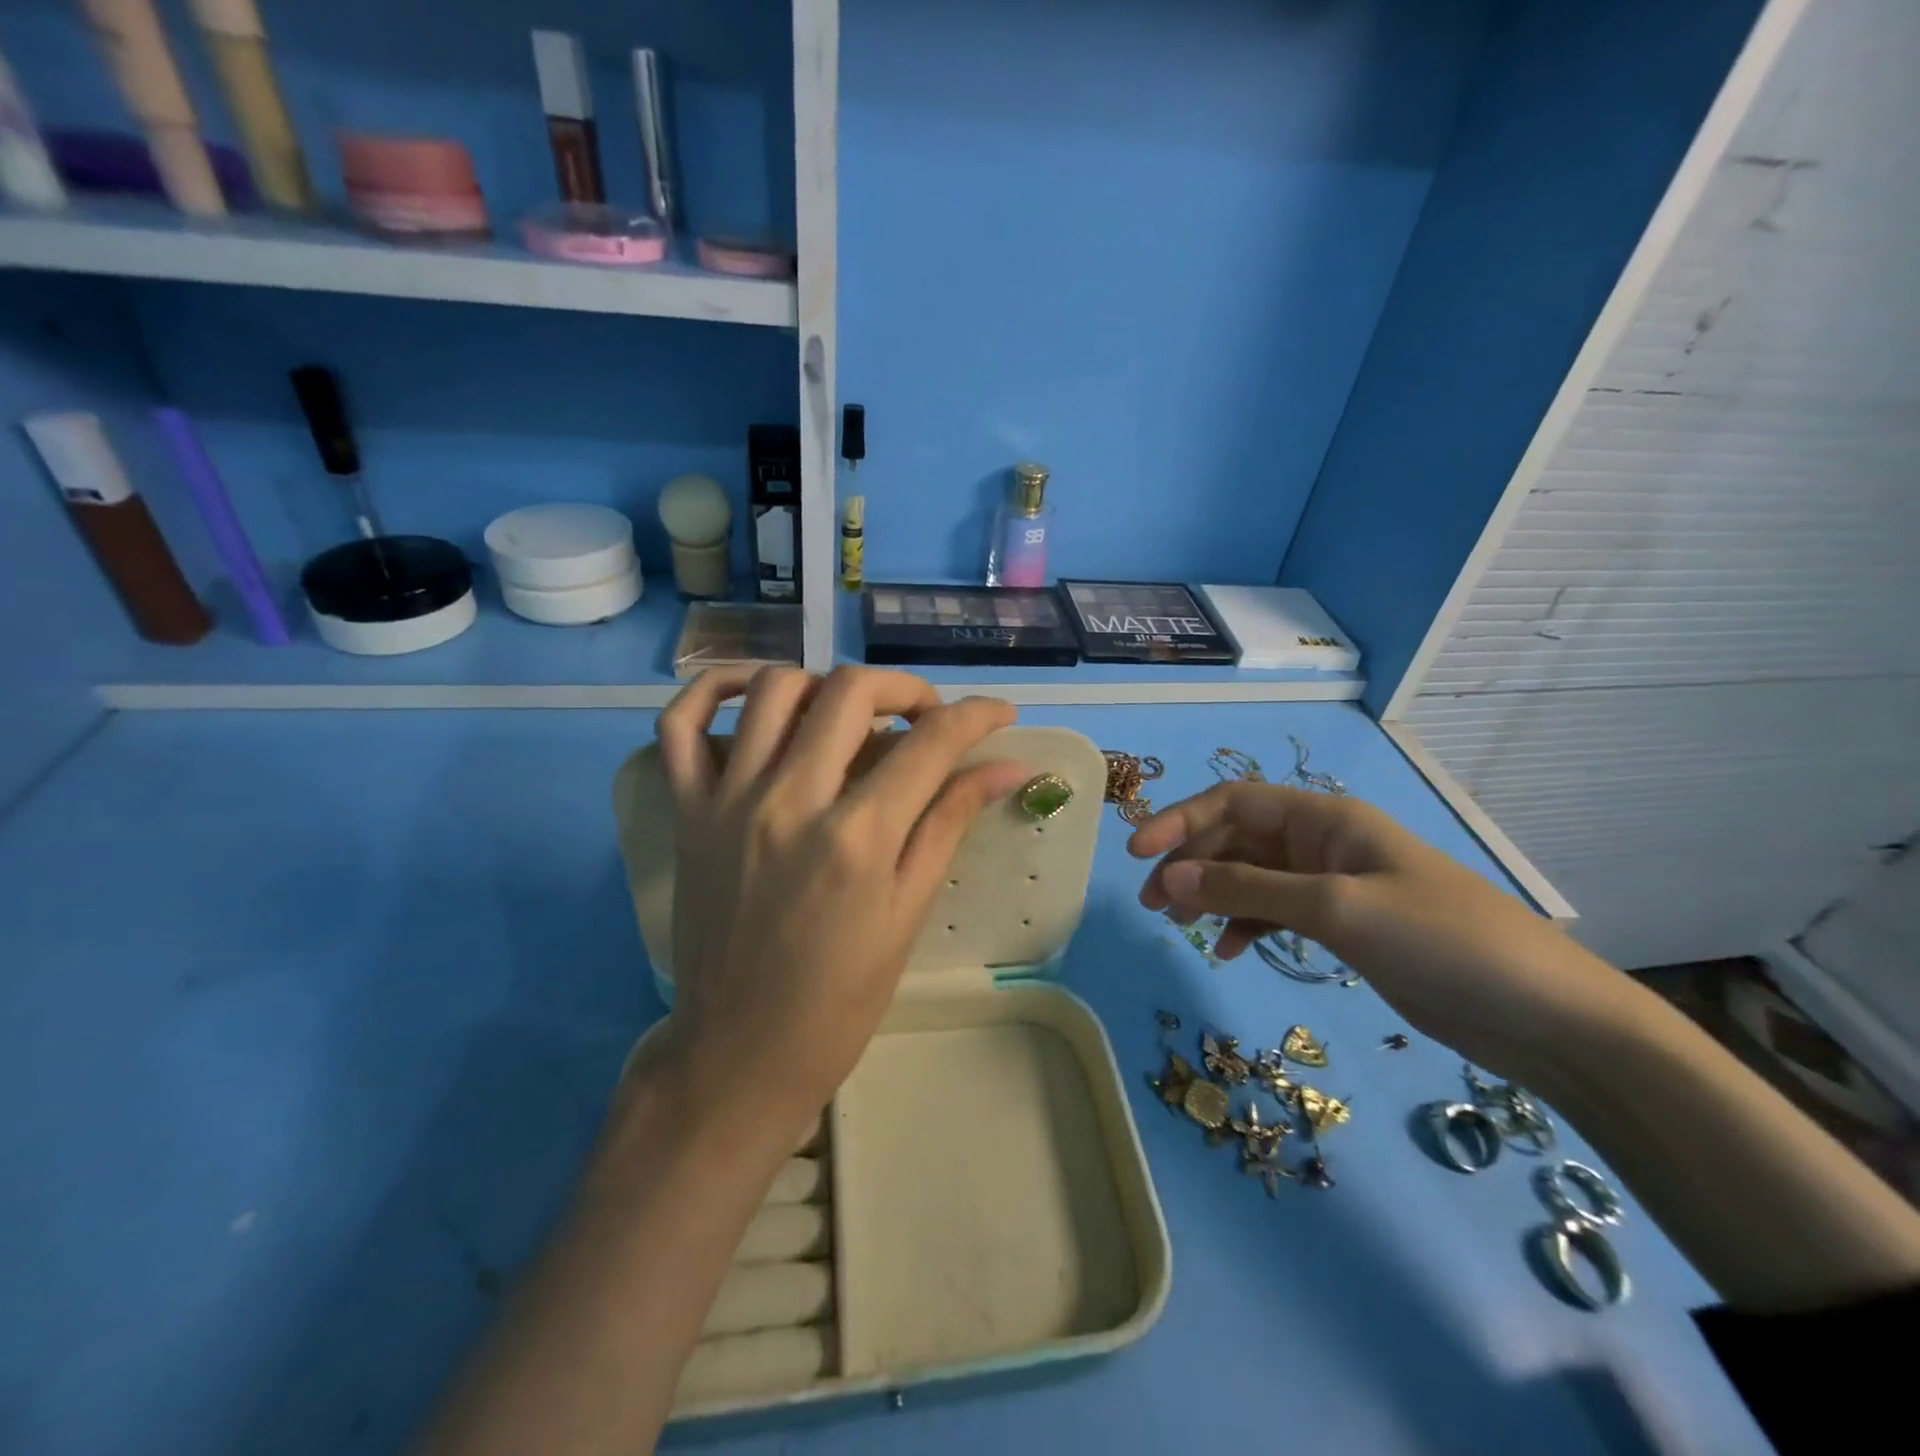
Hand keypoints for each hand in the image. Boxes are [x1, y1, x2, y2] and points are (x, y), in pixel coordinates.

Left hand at [651, 666, 1028, 1134]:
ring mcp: (728, 800)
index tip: (999, 713)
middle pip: (851, 691)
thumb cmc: (840, 999)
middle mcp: (790, 800)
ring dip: (826, 685)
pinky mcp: (686, 811)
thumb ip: (950, 824)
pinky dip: (712, 690)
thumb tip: (1006, 767)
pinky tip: (754, 696)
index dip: (977, 715)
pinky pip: (680, 724)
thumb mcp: (908, 913)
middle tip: (925, 718)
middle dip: (905, 689)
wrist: (740, 1054)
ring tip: (850, 716)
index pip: (930, 742)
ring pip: (774, 688)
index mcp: (857, 838)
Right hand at [1127, 782, 1633, 1081]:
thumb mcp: (1337, 908)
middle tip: (1153, 904)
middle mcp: (1323, 843)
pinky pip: (1276, 913)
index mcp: (1325, 819)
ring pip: (1251, 877)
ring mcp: (1334, 885)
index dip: (1181, 820)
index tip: (1137, 854)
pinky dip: (1246, 925)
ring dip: (1212, 895)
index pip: (1234, 802)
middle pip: (1236, 839)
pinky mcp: (1344, 925)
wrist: (1543, 1016)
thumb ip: (1248, 890)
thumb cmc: (1441, 940)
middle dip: (1190, 864)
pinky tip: (1230, 952)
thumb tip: (1171, 876)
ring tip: (1179, 927)